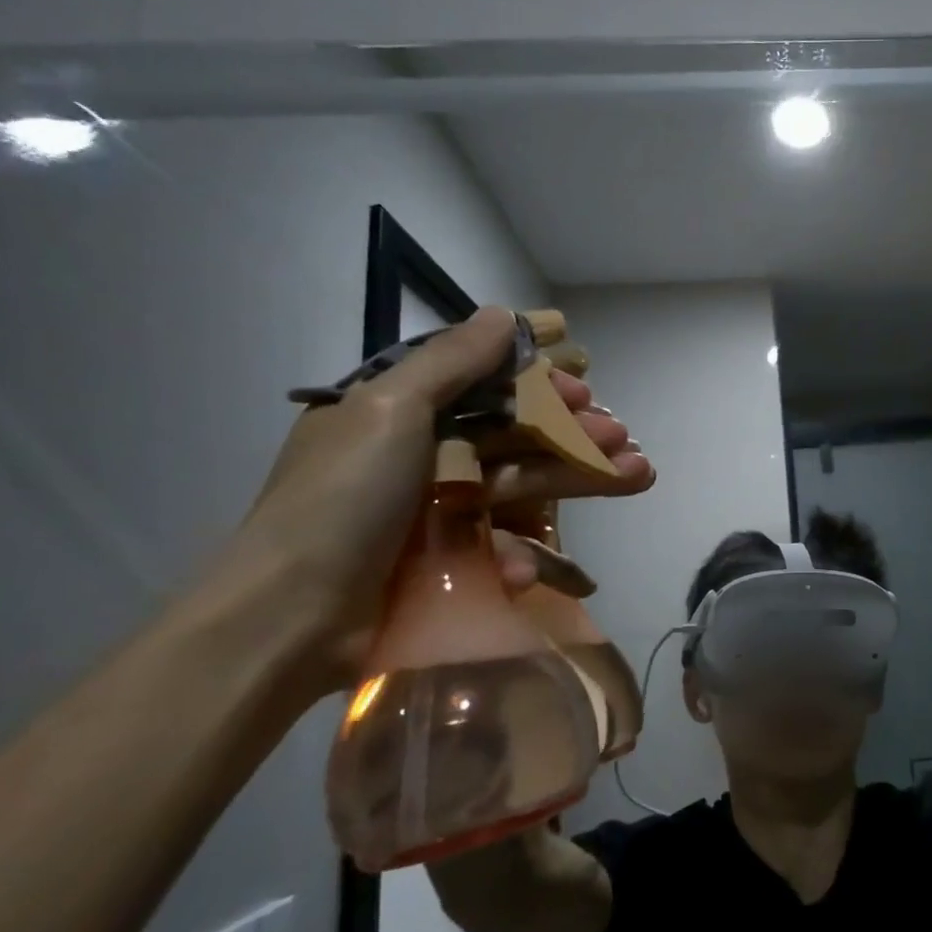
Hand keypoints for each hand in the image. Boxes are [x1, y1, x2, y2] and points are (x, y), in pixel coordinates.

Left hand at [217, 308, 653, 696]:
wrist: (291, 618)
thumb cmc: (341, 499)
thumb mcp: (389, 410)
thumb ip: (452, 361)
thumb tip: (504, 313)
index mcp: (402, 412)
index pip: (487, 383)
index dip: (541, 381)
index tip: (586, 381)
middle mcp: (426, 455)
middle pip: (519, 435)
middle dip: (576, 434)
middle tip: (624, 438)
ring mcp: (442, 511)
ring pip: (528, 484)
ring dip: (583, 478)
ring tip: (639, 475)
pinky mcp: (456, 561)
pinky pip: (506, 544)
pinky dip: (529, 554)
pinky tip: (539, 566)